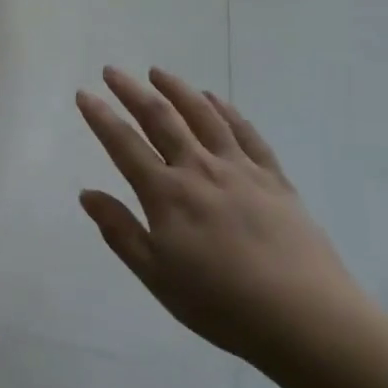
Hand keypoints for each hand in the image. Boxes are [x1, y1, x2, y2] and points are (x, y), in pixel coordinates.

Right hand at [76, 66, 374, 370]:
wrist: (304, 317)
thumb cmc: (221, 304)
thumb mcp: (157, 276)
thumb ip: (120, 231)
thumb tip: (86, 194)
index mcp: (166, 194)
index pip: (123, 145)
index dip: (100, 117)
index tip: (83, 93)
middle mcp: (199, 169)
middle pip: (160, 118)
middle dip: (132, 91)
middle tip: (112, 70)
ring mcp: (239, 168)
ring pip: (203, 115)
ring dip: (177, 89)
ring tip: (157, 72)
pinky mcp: (273, 177)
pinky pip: (245, 132)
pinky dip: (225, 110)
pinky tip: (214, 99)